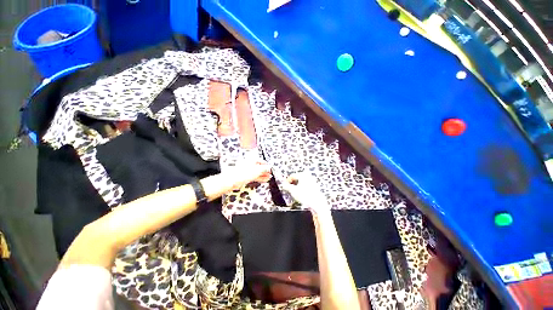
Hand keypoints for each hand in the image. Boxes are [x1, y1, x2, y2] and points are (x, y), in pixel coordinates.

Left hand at [226, 161, 271, 189]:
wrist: (233, 180)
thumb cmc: (243, 173)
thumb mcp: (258, 170)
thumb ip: (265, 168)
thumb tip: (269, 167)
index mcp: (252, 159)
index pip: (262, 161)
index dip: (267, 166)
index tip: (271, 169)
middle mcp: (249, 163)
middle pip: (259, 167)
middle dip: (265, 171)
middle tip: (270, 174)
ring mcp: (247, 170)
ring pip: (257, 172)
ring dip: (263, 175)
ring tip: (268, 178)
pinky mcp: (245, 175)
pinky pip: (254, 175)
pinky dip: (259, 177)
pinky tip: (263, 180)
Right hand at [282, 172, 329, 213]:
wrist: (317, 203)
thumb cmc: (306, 196)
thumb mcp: (293, 191)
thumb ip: (286, 186)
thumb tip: (283, 185)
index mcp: (303, 175)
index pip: (292, 176)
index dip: (287, 181)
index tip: (284, 186)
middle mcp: (308, 177)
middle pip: (297, 179)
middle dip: (292, 184)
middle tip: (288, 189)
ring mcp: (312, 182)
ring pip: (301, 183)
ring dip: (296, 187)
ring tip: (294, 193)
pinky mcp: (314, 188)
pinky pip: (305, 187)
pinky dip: (301, 190)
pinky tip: (300, 195)